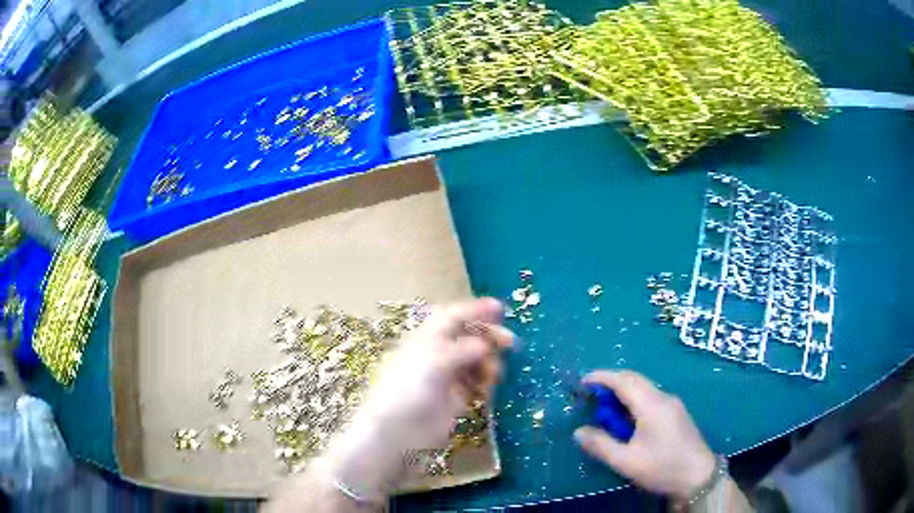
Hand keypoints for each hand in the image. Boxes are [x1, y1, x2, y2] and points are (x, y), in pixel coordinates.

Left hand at [319, 298, 513, 499]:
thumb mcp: (434, 361)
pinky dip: (486, 381)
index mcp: (427, 338)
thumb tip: (485, 345)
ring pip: (476, 360)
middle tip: (510, 343)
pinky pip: (477, 382)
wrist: (398, 432)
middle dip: (489, 337)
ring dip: (490, 362)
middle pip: (469, 336)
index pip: (453, 316)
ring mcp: (447, 376)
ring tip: (493, 375)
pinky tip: (488, 389)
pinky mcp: (456, 397)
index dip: (475, 310)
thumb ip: (463, 349)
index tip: (501, 309)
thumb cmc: (409, 389)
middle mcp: (438, 353)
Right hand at [573, 370, 715, 500]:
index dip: (601, 377)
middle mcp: (664, 398)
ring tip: (606, 407)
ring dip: (623, 390)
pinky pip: (651, 396)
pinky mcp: (677, 413)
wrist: (698, 476)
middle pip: (635, 379)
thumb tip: (578, 432)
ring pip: (644, 387)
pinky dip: (634, 399)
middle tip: (591, 393)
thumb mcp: (627, 462)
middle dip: (611, 381)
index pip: (623, 381)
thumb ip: (601, 445)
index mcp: (651, 405)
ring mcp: (673, 404)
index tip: (582, 382)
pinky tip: (628, 418)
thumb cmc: (662, 467)